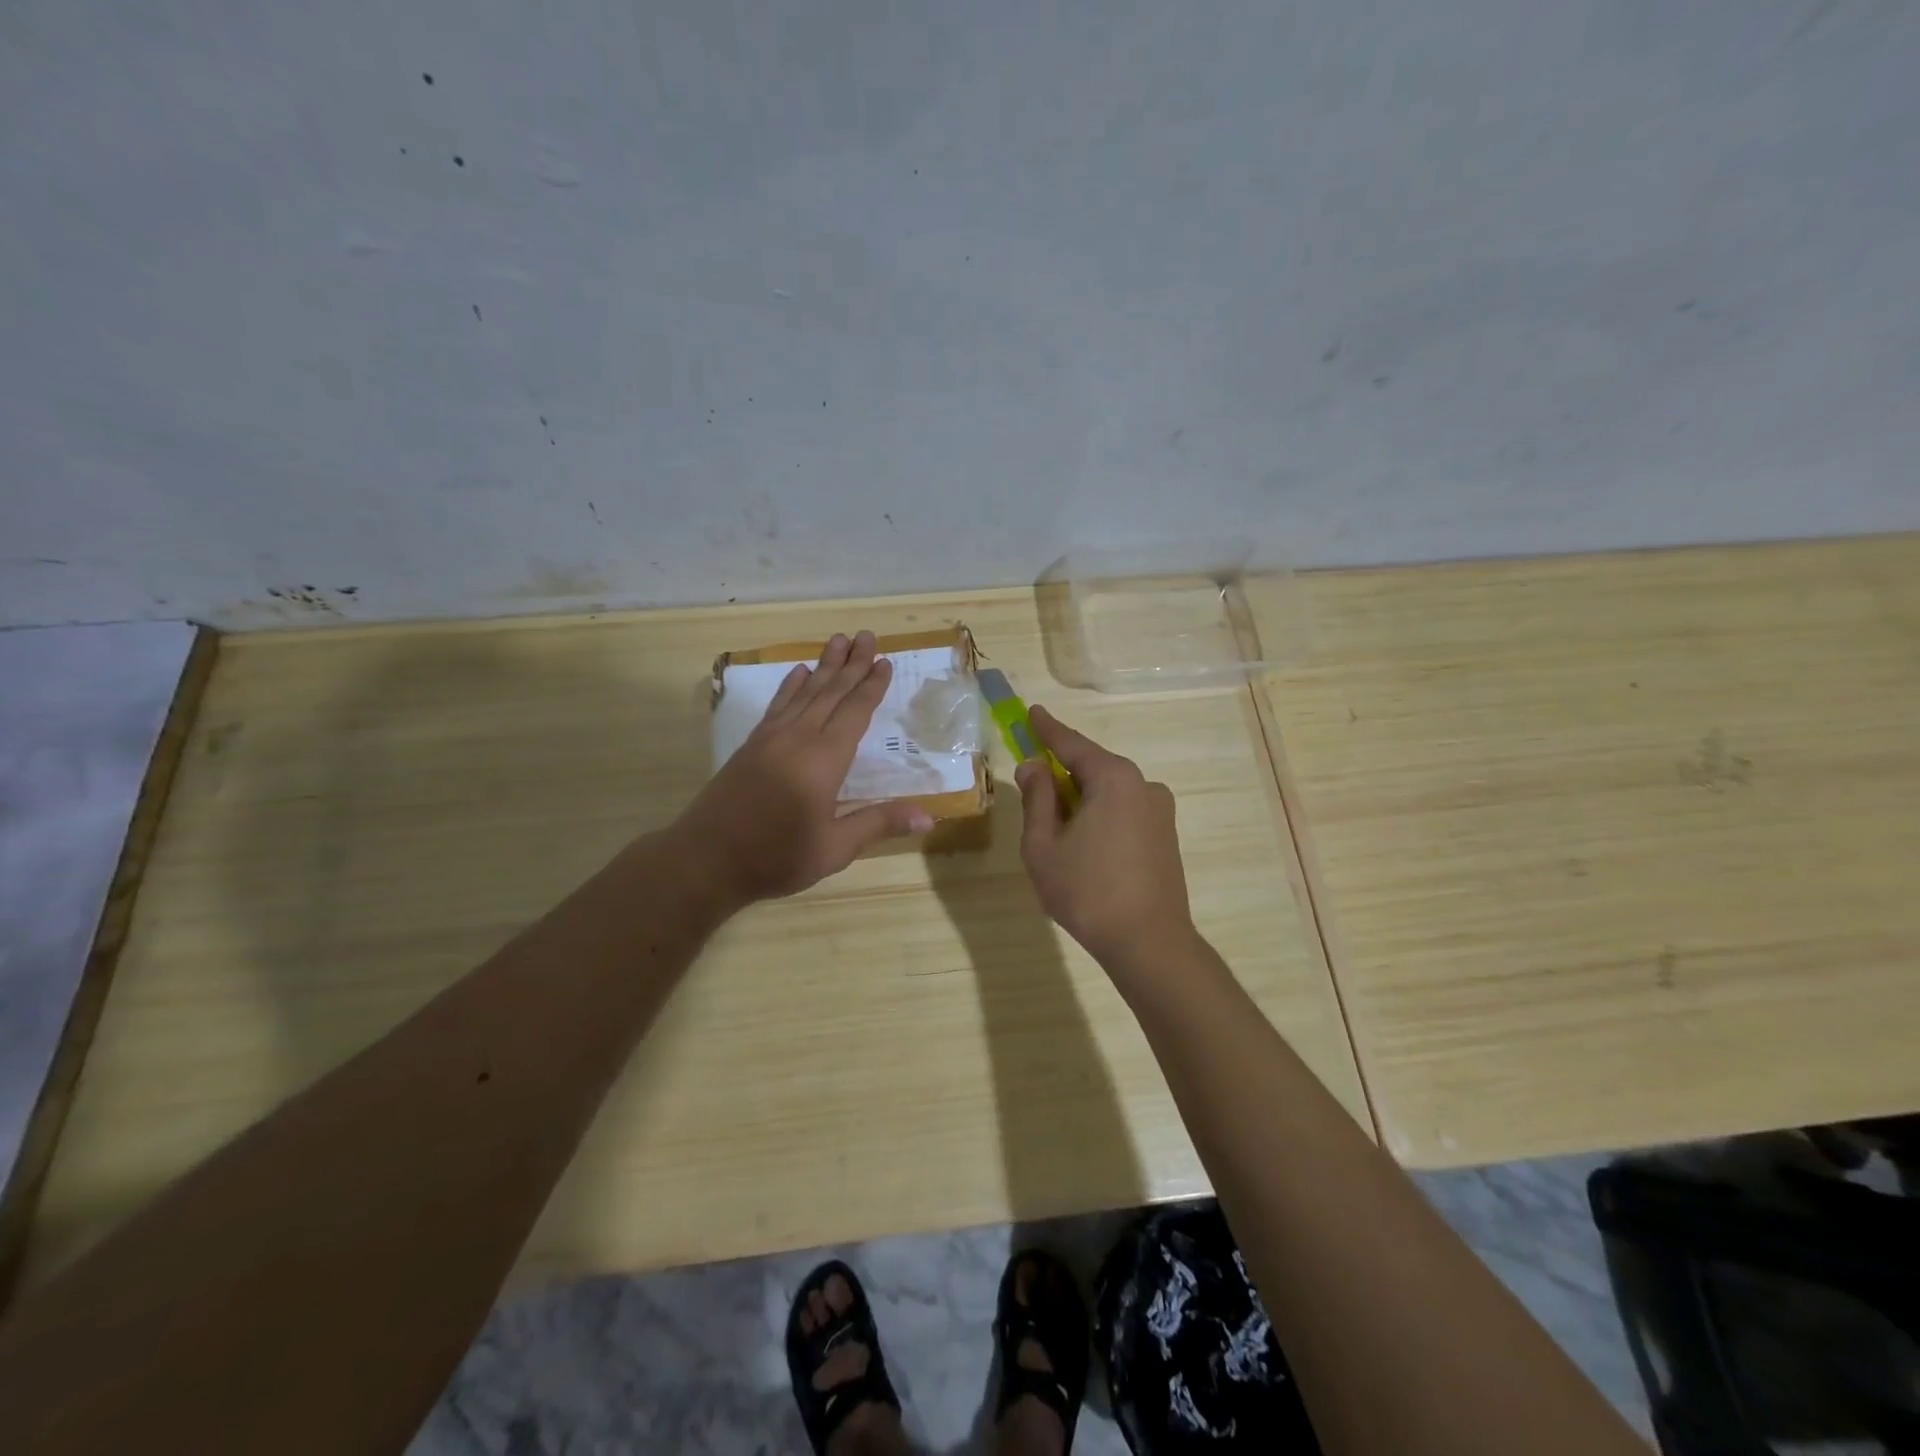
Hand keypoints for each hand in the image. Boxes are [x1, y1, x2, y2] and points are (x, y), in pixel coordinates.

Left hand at [679, 631, 932, 903]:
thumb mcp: (835, 848)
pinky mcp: (751, 745)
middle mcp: (799, 738)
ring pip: (804, 692)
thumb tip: (929, 814)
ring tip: (838, 640)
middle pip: (830, 692)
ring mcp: (771, 738)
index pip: (854, 712)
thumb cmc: (777, 856)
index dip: (871, 686)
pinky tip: (798, 672)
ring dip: (823, 665)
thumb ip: (879, 823)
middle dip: (851, 663)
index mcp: (825, 759)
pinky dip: (790, 686)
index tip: (883, 661)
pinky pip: (778, 705)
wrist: (706, 859)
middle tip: (866, 635)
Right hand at [1015, 705, 1195, 966]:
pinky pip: (1123, 812)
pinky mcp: (1165, 836)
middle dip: (1061, 773)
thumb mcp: (1044, 845)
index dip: (1047, 729)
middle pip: (1092, 768)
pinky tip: (1084, 849)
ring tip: (1056, 833)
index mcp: (1113, 779)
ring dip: (1080, 801)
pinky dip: (1099, 817)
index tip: (1032, 712)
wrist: (1149, 944)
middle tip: (1033, 784)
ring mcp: (1160, 811)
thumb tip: (1034, 767)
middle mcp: (1143, 785)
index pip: (1072, 744)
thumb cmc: (1088, 892)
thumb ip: (1037, 799)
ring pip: (1108, 793)